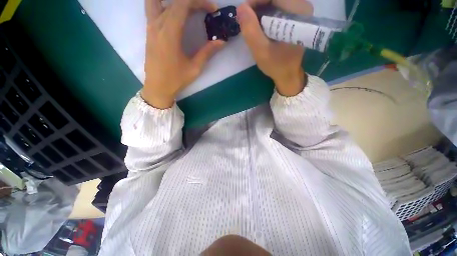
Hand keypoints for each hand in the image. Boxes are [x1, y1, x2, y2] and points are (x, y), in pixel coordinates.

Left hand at [142, 0, 224, 108]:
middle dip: (192, 1)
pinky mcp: (149, 31)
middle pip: (174, 1)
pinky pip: (154, 8)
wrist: (157, 87)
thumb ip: (207, 52)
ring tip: (189, 8)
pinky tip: (176, 12)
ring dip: (175, 2)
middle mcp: (157, 24)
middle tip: (205, 9)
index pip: (183, 4)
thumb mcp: (195, 68)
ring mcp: (150, 26)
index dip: (199, 2)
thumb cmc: (176, 79)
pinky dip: (166, 5)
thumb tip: (221, 42)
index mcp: (170, 33)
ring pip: (159, 1)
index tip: (212, 9)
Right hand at [237, 0, 312, 96]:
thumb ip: (250, 30)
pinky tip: (260, 27)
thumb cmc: (276, 65)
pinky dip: (266, 15)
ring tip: (252, 26)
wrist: (288, 74)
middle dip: (257, 6)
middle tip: (247, 22)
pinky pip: (278, 7)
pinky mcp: (295, 16)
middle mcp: (302, 6)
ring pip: (275, 2)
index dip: (255, 1)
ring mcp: (299, 10)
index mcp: (297, 12)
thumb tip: (241, 8)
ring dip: (260, 11)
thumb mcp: (261, 51)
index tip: (243, 14)